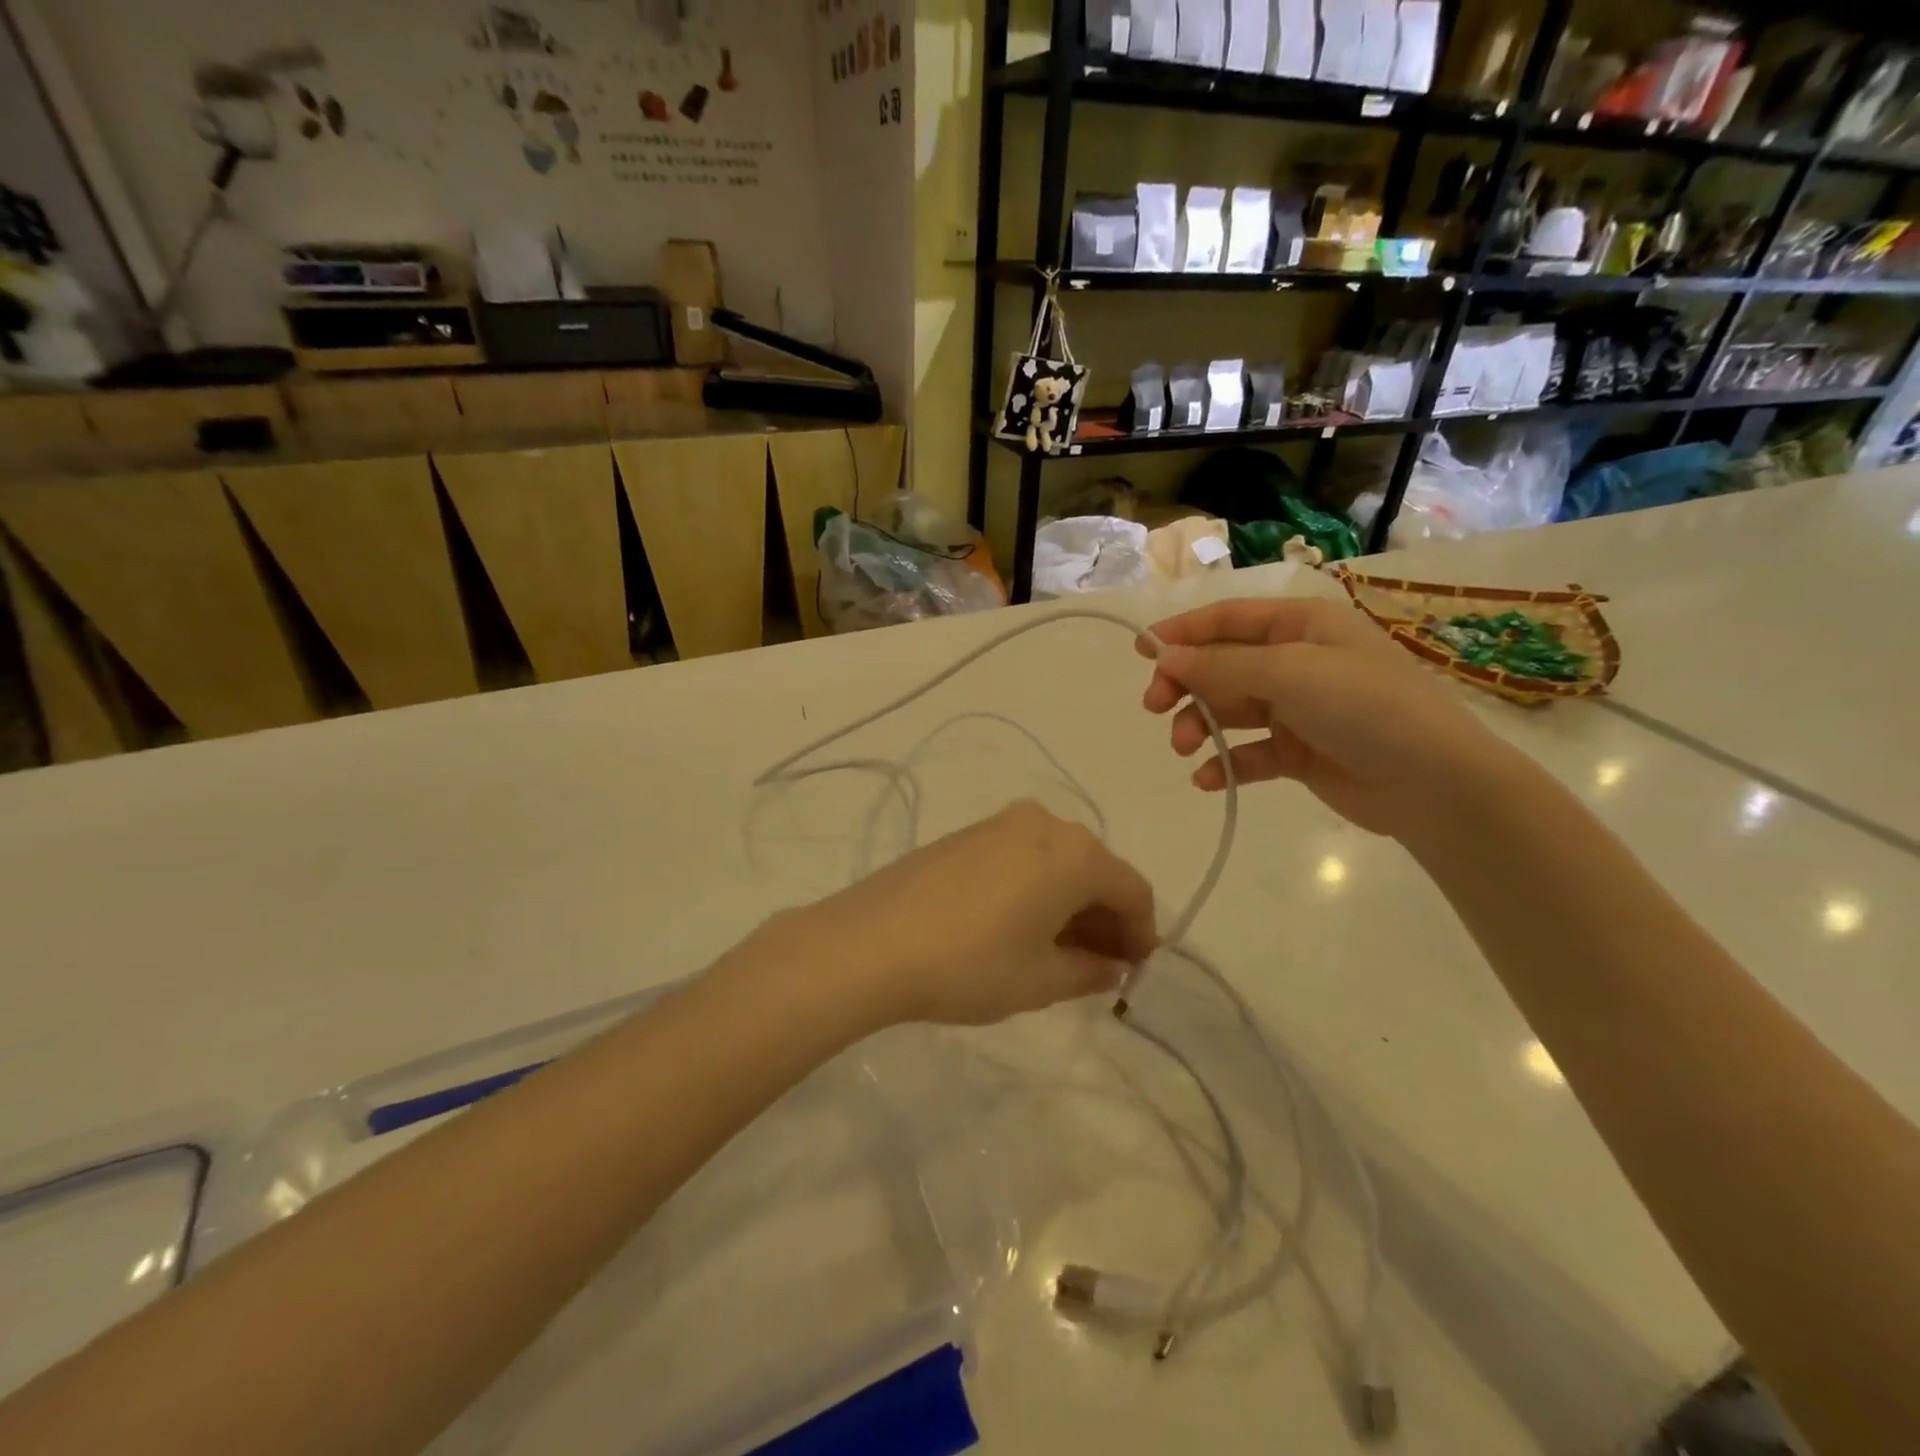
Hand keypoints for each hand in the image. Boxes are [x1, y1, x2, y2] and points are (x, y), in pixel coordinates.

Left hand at [772, 802, 1157, 1027]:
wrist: (871, 943)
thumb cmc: (970, 964)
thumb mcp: (1040, 980)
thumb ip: (1089, 971)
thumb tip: (1110, 965)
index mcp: (1075, 853)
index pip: (1132, 889)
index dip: (1142, 932)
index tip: (1134, 969)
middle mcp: (1044, 824)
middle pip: (1096, 869)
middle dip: (1105, 917)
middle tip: (1098, 965)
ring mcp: (1000, 823)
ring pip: (1058, 861)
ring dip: (1070, 902)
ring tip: (1057, 951)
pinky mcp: (967, 833)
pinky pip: (1023, 856)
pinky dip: (1036, 887)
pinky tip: (1018, 925)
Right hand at [1138, 597, 1508, 839]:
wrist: (1433, 784)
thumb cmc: (1364, 706)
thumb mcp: (1289, 672)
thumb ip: (1220, 664)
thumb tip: (1162, 656)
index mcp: (1301, 626)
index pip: (1228, 619)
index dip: (1182, 632)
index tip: (1140, 651)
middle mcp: (1296, 661)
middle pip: (1221, 665)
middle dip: (1186, 684)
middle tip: (1155, 706)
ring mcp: (1297, 709)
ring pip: (1230, 710)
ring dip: (1201, 726)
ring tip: (1186, 747)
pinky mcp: (1298, 753)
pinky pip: (1249, 753)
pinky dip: (1226, 764)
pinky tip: (1208, 780)